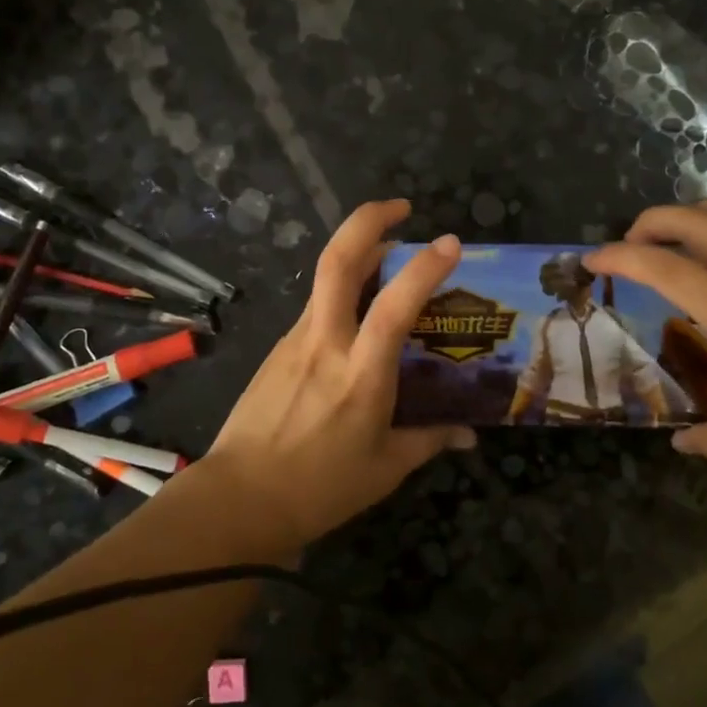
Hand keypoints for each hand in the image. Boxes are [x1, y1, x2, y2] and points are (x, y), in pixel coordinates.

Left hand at [204, 200, 474, 544]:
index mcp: (360, 375)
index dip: (424, 269)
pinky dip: (341, 291)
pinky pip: (316, 305)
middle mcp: (325, 343)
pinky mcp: (277, 347)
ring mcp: (295, 340)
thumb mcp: (385, 469)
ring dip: (358, 253)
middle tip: (401, 208)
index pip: (395, 306)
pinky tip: (357, 312)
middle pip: (337, 261)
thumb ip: (430, 441)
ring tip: (389, 256)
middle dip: (368, 220)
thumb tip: (469, 434)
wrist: (238, 499)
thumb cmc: (319, 488)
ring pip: (325, 278)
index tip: (449, 242)